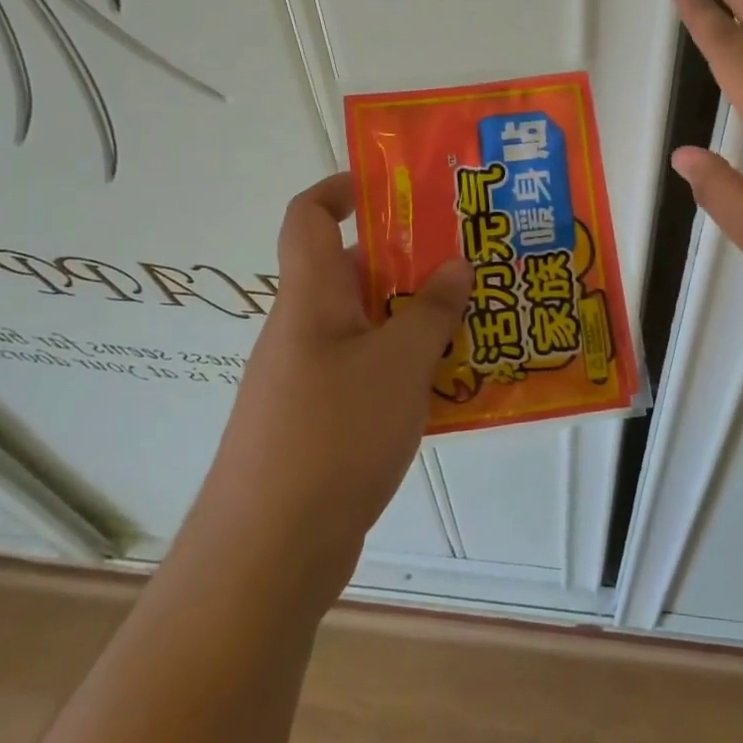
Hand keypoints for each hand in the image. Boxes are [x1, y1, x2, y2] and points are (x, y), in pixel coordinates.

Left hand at [192, 173, 469, 607]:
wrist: (267, 556)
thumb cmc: (332, 435)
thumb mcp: (399, 363)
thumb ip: (433, 310)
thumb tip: (456, 265)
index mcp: (310, 297)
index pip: (308, 215)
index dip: (342, 187)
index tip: (394, 186)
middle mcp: (303, 328)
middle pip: (352, 270)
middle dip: (409, 258)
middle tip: (468, 258)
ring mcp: (309, 378)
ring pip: (368, 325)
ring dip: (416, 317)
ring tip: (475, 318)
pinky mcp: (320, 422)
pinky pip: (369, 372)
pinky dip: (406, 367)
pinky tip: (453, 385)